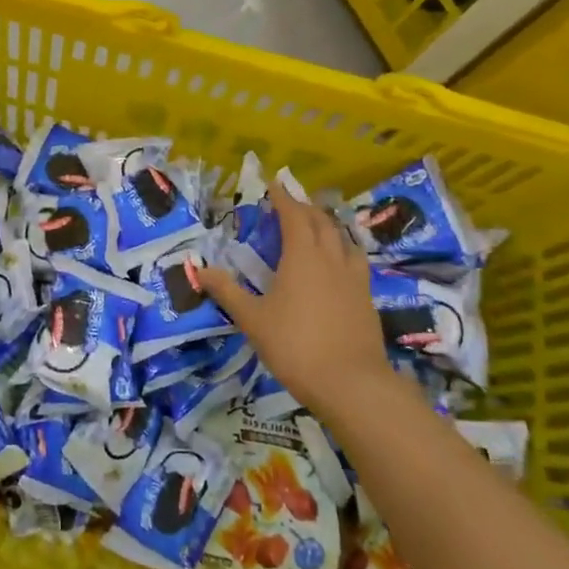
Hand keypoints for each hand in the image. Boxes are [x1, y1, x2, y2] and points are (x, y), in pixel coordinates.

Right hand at [196, 182, 386, 418]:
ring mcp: (354, 279)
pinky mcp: (367, 298)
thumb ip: (228, 292)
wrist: (351, 384)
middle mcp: (331, 259)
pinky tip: (338, 264)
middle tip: (290, 204)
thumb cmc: (295, 346)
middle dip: (305, 208)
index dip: (283, 198)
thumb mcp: (252, 320)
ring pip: (343, 239)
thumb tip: (201, 269)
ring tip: (317, 227)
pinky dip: (343, 249)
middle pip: (321, 222)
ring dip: (328, 226)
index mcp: (302, 257)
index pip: (294, 216)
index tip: (273, 184)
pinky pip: (355, 260)